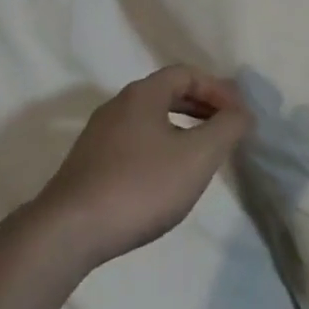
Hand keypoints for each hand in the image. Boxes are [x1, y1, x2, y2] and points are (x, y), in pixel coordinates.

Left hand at [37, 66, 250, 266]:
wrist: (66, 234)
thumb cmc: (140, 186)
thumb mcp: (198, 156)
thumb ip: (227, 128)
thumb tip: (242, 112)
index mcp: (143, 94)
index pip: (187, 74)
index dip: (217, 89)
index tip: (238, 114)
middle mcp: (118, 106)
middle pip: (167, 93)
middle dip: (201, 107)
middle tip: (225, 127)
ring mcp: (98, 137)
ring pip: (150, 120)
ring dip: (181, 128)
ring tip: (201, 153)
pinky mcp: (87, 166)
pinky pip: (134, 143)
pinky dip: (160, 148)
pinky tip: (166, 178)